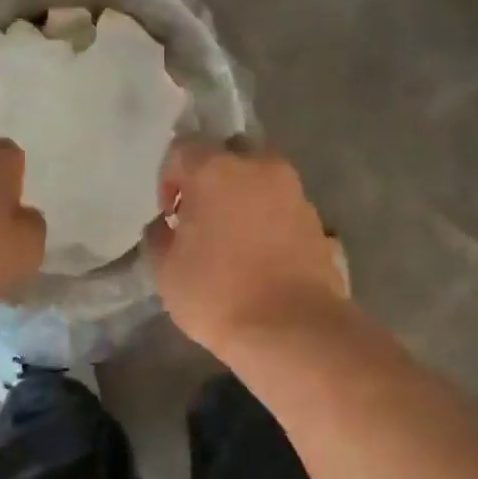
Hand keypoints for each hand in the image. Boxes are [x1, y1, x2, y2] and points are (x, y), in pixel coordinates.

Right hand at [145, 140, 347, 357]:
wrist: (293, 329)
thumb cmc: (217, 295)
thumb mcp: (166, 271)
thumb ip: (160, 237)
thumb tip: (166, 225)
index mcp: (215, 170)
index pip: (182, 149)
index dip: (169, 179)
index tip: (171, 215)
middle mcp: (259, 167)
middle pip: (229, 154)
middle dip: (213, 177)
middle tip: (203, 217)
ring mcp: (294, 191)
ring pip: (261, 178)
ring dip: (245, 197)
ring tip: (235, 238)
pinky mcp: (318, 219)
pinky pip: (284, 206)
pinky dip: (270, 219)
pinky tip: (262, 254)